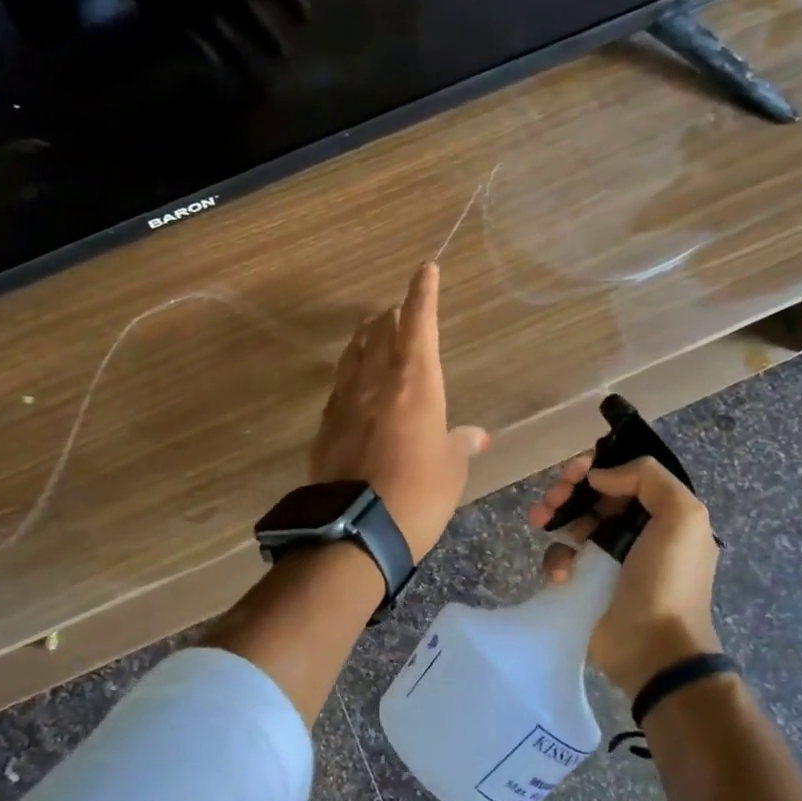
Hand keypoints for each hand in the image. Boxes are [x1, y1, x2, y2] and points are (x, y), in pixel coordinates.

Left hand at [310, 264, 487, 558]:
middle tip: (398, 308)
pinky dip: (349, 375)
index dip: (422, 295)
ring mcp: (345, 404)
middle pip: (381, 334)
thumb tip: (476, 435)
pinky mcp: (325, 427)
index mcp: (416, 386)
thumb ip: (460, 444)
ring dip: (365, 338)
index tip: (425, 269)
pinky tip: (352, 383)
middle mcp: (377, 384)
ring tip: (371, 330)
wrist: (356, 531)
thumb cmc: (419, 496)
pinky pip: (339, 388)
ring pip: (354, 356)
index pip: (418, 326)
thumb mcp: (450, 470)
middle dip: (393, 316)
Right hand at [529, 454, 720, 693]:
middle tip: (552, 497)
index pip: (624, 477)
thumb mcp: (683, 517)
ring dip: (553, 516)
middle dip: (568, 490)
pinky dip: (556, 558)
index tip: (575, 472)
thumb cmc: (668, 580)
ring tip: (539, 520)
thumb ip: (648, 478)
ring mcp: (606, 559)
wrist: (653, 648)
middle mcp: (635, 533)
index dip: (597, 468)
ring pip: (571, 522)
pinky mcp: (583, 584)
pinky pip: (561, 558)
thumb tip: (601, 476)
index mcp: (662, 515)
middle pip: (593, 496)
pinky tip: (560, 571)